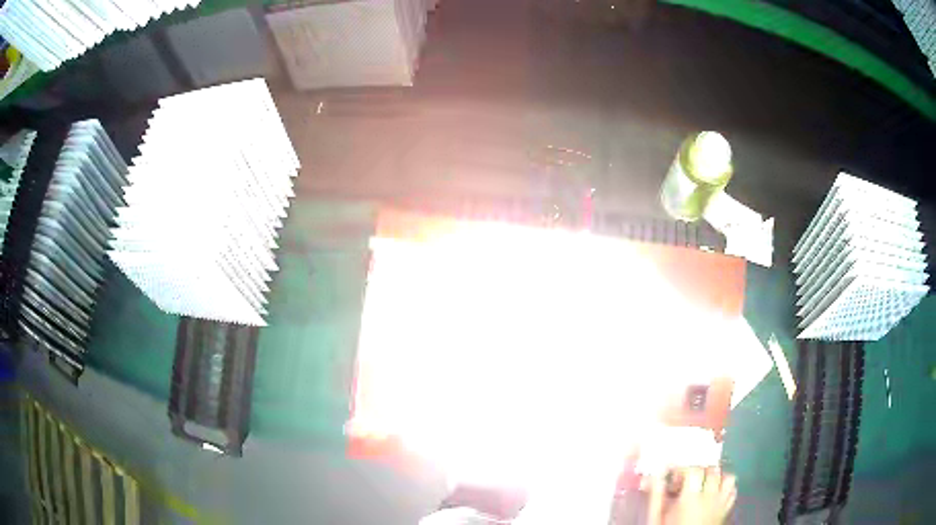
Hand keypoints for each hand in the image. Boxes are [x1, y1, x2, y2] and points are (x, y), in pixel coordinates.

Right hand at [648, 467, 736, 524]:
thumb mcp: (656, 518)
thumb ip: (656, 497)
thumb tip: (654, 477)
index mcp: (691, 497)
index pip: (692, 470)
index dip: (681, 470)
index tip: (670, 476)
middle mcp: (710, 497)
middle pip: (712, 470)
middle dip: (698, 471)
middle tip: (685, 480)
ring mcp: (721, 503)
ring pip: (727, 478)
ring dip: (717, 477)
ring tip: (703, 483)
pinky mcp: (727, 510)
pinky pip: (732, 491)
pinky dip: (726, 488)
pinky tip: (715, 493)